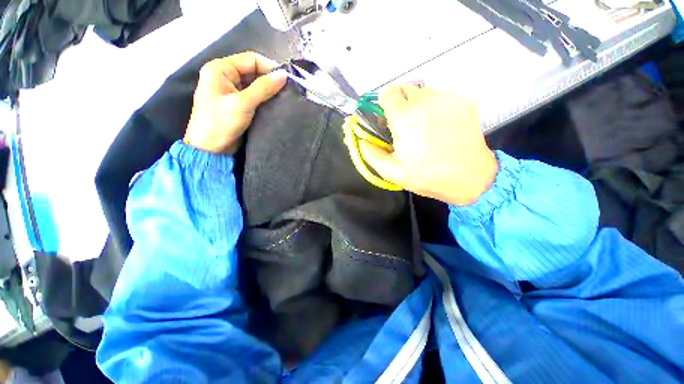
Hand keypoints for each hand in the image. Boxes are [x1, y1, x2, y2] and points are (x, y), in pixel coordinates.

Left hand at [183, 52, 287, 153]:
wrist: (211, 149)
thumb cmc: (221, 123)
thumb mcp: (243, 103)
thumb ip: (263, 88)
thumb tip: (284, 75)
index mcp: (220, 69)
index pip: (251, 59)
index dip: (270, 67)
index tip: (287, 80)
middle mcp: (225, 76)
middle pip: (253, 71)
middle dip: (270, 79)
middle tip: (288, 90)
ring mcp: (231, 90)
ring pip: (255, 84)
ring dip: (269, 90)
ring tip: (284, 98)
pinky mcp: (237, 103)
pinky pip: (254, 96)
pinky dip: (264, 99)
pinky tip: (275, 104)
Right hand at [359, 85, 497, 205]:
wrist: (470, 178)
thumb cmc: (426, 176)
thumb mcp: (391, 171)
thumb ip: (370, 152)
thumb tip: (360, 138)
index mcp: (405, 116)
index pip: (387, 93)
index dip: (384, 105)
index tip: (387, 119)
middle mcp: (426, 100)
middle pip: (405, 89)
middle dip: (400, 104)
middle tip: (404, 126)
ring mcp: (448, 98)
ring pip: (424, 92)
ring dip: (418, 106)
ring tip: (424, 128)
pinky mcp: (465, 102)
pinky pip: (442, 98)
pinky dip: (436, 108)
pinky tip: (442, 127)